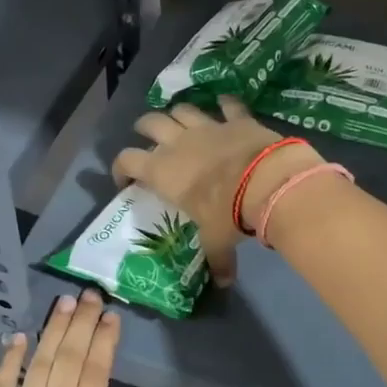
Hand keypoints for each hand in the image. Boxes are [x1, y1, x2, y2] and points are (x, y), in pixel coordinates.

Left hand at [0, 289, 167, 386]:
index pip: (96, 375)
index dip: (104, 342)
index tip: (111, 317)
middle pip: (69, 359)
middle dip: (81, 323)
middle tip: (90, 295)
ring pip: (39, 364)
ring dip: (52, 330)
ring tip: (64, 302)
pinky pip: (2, 385)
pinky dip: (10, 358)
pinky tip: (19, 335)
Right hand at [110, 98, 323, 285]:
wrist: (266, 181)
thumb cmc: (229, 213)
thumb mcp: (217, 240)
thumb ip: (217, 259)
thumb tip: (223, 282)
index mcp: (163, 170)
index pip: (127, 160)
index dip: (120, 168)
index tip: (125, 180)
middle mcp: (178, 143)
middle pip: (150, 123)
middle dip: (144, 128)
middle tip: (147, 138)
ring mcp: (208, 126)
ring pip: (182, 109)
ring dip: (178, 113)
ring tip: (179, 121)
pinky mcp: (236, 119)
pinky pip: (228, 104)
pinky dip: (225, 103)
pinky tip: (225, 104)